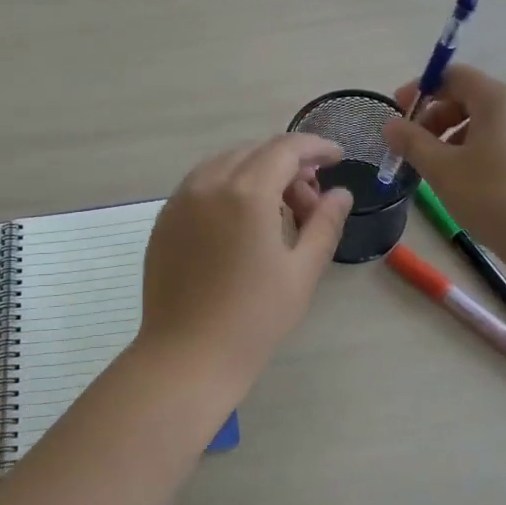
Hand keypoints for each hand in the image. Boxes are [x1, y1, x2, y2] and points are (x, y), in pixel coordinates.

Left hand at [137, 135, 353, 378]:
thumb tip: (340, 194)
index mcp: (246, 192)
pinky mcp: (165, 219)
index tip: (337, 158)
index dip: (315, 147)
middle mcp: (208, 184)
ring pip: (226, 164)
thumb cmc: (254, 318)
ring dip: (257, 172)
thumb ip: (325, 223)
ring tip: (277, 211)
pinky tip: (241, 221)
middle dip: (288, 165)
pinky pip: (201, 184)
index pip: (286, 149)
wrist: (188, 356)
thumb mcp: (302, 271)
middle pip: (255, 152)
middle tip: (310, 200)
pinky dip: (228, 186)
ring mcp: (180, 200)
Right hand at [380, 63, 505, 254]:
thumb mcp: (442, 170)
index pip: (454, 76)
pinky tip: (471, 182)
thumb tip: (391, 125)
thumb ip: (412, 142)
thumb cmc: (494, 197)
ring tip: (440, 170)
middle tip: (415, 149)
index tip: (399, 116)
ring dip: (457, 137)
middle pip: (472, 97)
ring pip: (490, 122)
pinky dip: (482, 150)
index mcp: (499, 98)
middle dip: (437, 118)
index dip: (421, 91)